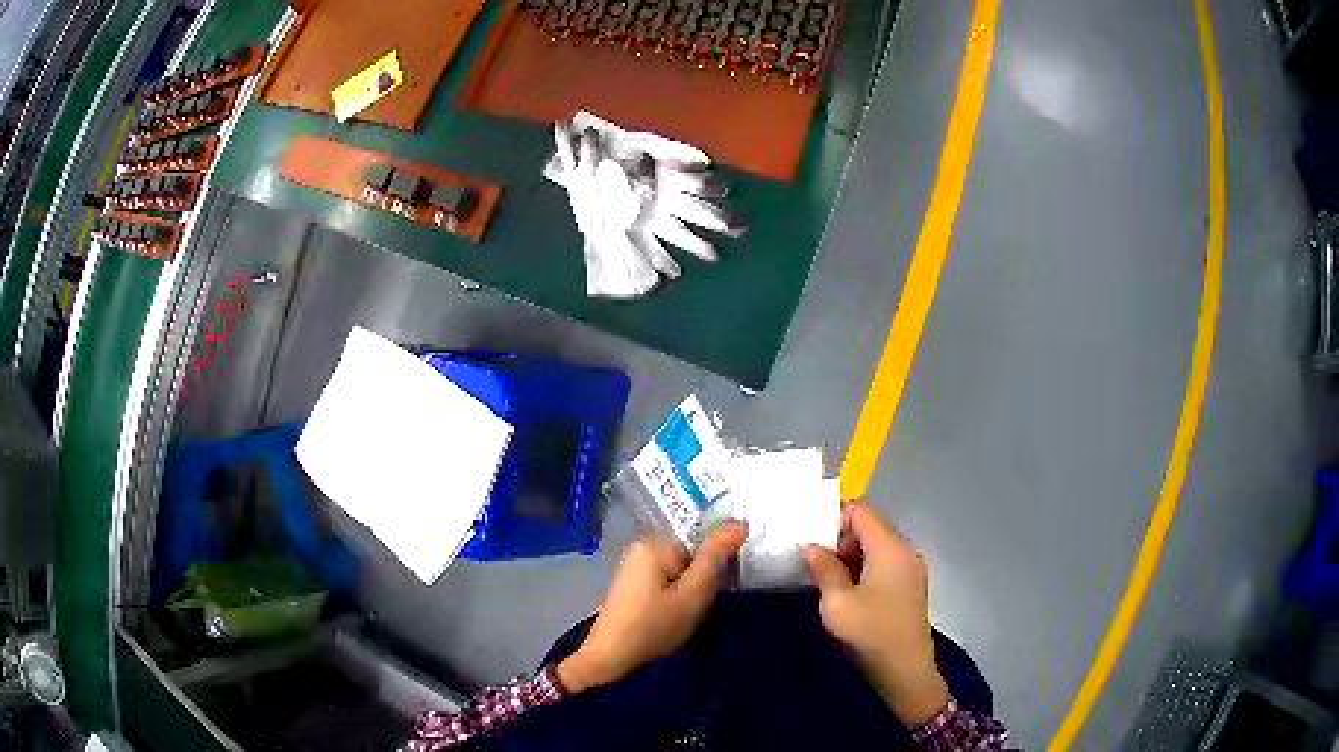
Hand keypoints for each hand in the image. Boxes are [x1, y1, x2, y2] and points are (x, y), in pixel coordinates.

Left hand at [557, 522, 745, 693]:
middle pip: (692, 550)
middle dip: (708, 572)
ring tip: (700, 609)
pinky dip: (681, 592)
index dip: (722, 552)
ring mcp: (637, 565)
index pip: (702, 533)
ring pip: (683, 566)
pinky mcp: (636, 583)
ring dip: (696, 585)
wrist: (610, 659)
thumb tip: (739, 522)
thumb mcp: (692, 595)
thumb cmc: (652, 627)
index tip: (732, 576)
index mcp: (654, 542)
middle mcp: (643, 546)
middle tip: (713, 599)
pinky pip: (670, 577)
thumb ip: (715, 558)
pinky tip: (683, 612)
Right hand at [803, 504, 948, 725]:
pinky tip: (845, 591)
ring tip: (823, 576)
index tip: (807, 535)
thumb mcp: (837, 603)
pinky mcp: (909, 586)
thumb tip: (810, 546)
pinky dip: (863, 569)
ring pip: (875, 547)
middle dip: (839, 539)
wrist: (905, 670)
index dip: (832, 518)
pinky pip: (883, 564)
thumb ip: (823, 568)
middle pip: (869, 527)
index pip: (860, 511)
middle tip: (811, 560)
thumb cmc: (870, 633)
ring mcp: (910, 568)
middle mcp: (904, 550)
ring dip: (849, 556)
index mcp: (890, 548)